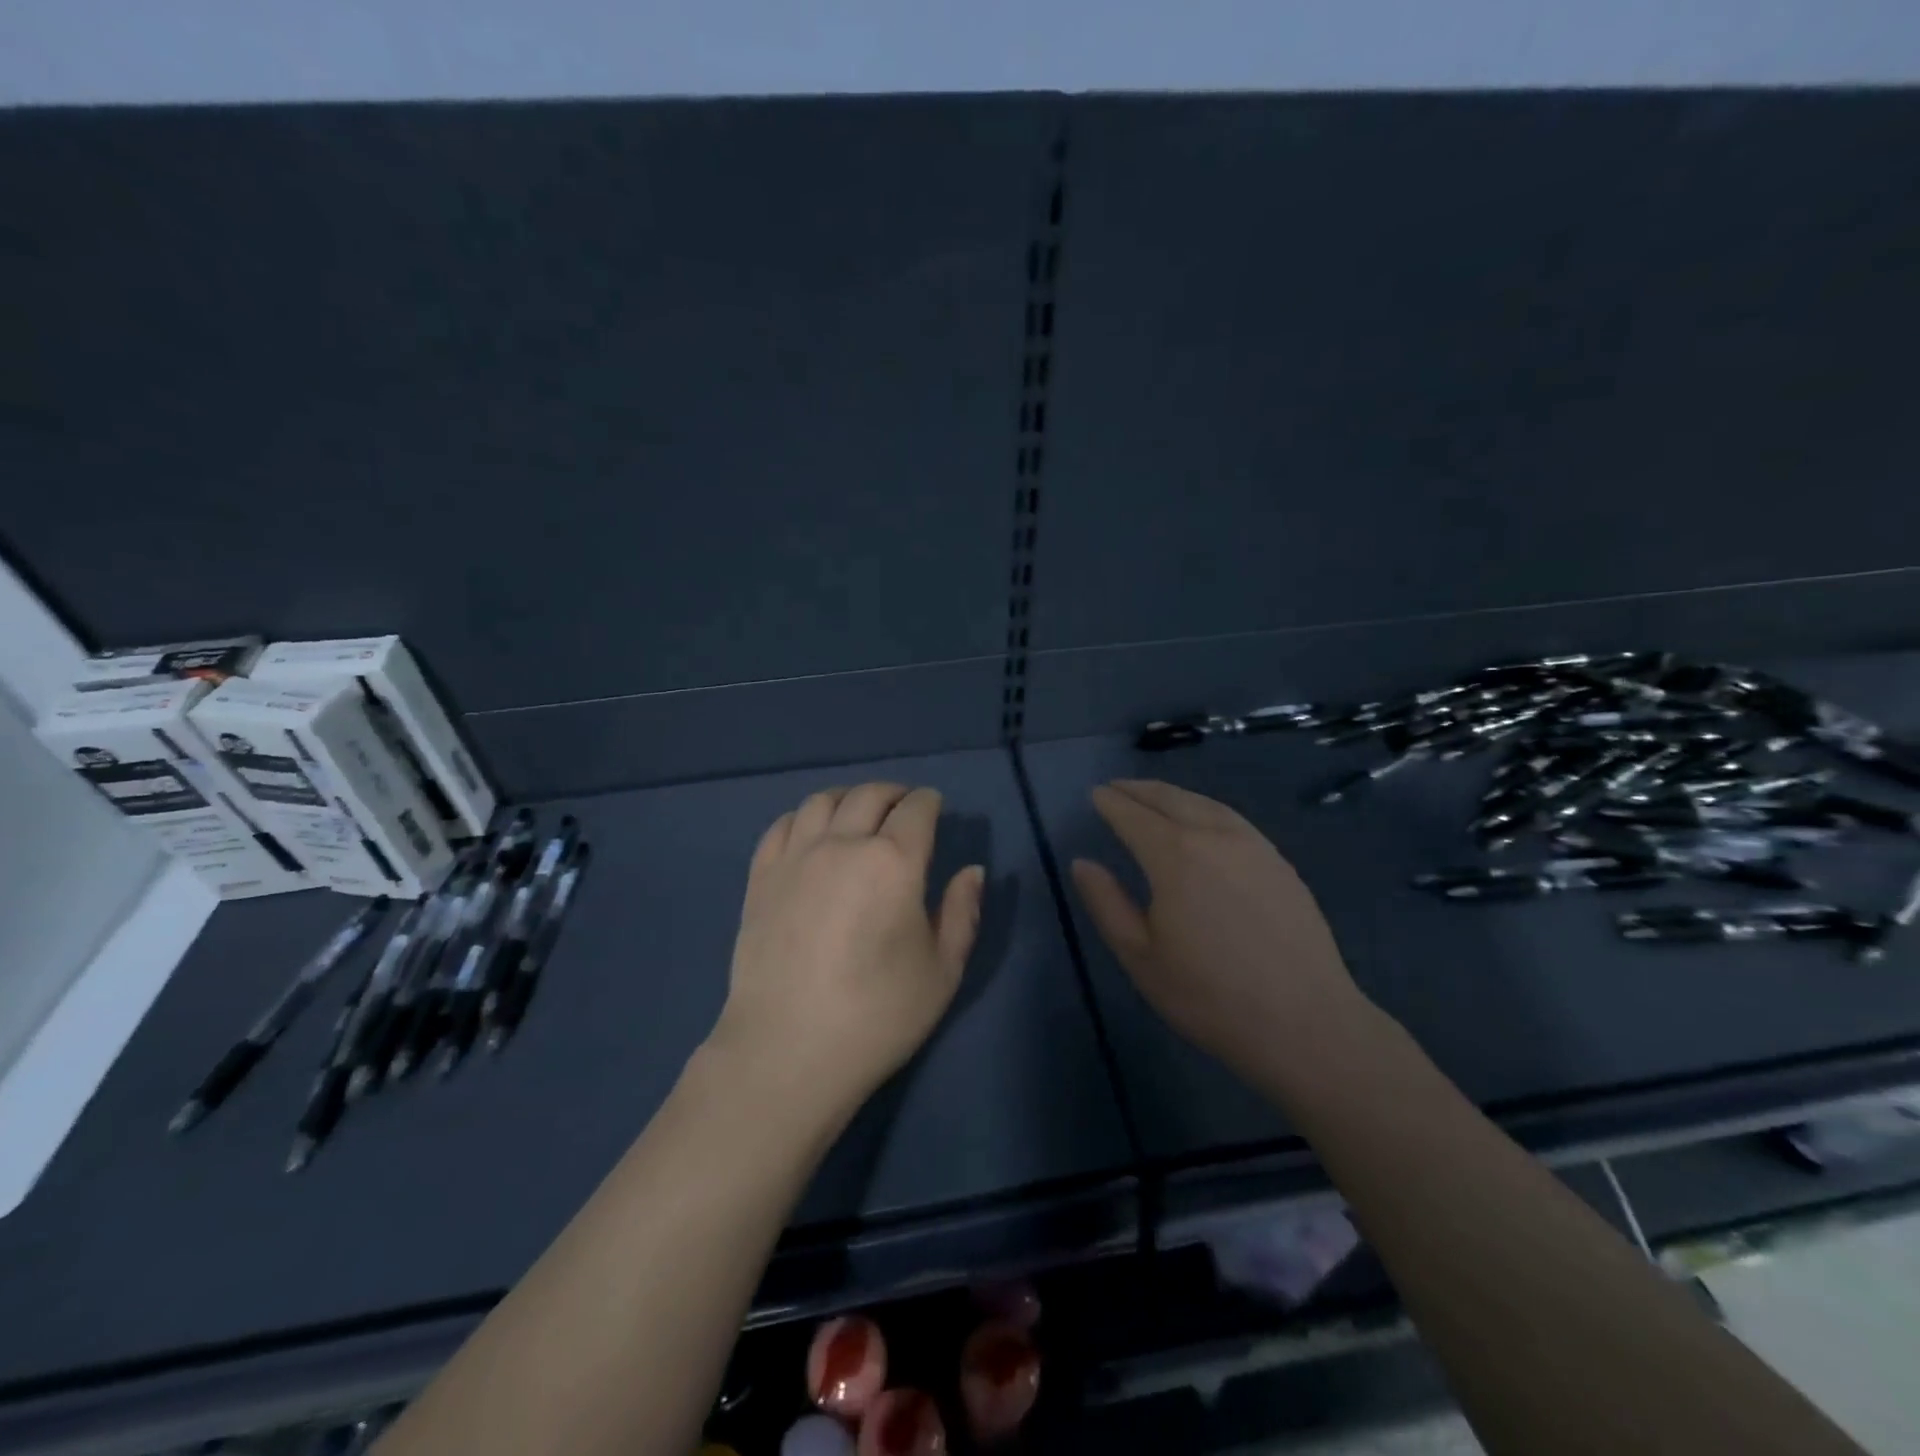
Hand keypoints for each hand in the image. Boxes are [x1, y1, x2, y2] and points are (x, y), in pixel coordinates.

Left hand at [711, 783, 985, 1124]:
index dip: (930, 802)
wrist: (788, 1050)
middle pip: (870, 795)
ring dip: (849, 798)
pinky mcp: (761, 877)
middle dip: (894, 793)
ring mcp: (796, 857)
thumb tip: (972, 871)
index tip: (936, 807)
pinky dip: (805, 817)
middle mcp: (843, 844)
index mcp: (894, 862)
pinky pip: (783, 825)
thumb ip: (962, 912)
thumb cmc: (877, 1014)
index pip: (917, 809)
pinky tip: (813, 833)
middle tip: (904, 807)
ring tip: (859, 813)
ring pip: (823, 800)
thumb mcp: (942, 971)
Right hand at [1070, 779, 1369, 1090]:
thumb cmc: (1209, 996)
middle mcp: (1214, 836)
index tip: (1094, 793)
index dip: (1111, 803)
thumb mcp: (1140, 956)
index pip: (1133, 816)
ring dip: (1173, 794)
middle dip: (1139, 790)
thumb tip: (1082, 863)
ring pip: (1205, 803)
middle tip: (1117, 787)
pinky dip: (1205, 808)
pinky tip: (1203, 820)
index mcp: (1175, 856)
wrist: (1306, 1024)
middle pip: (1170, 799)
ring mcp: (1254, 846)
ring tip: (1153, 796)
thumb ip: (1106, 903)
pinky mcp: (1280, 862)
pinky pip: (1233, 819)